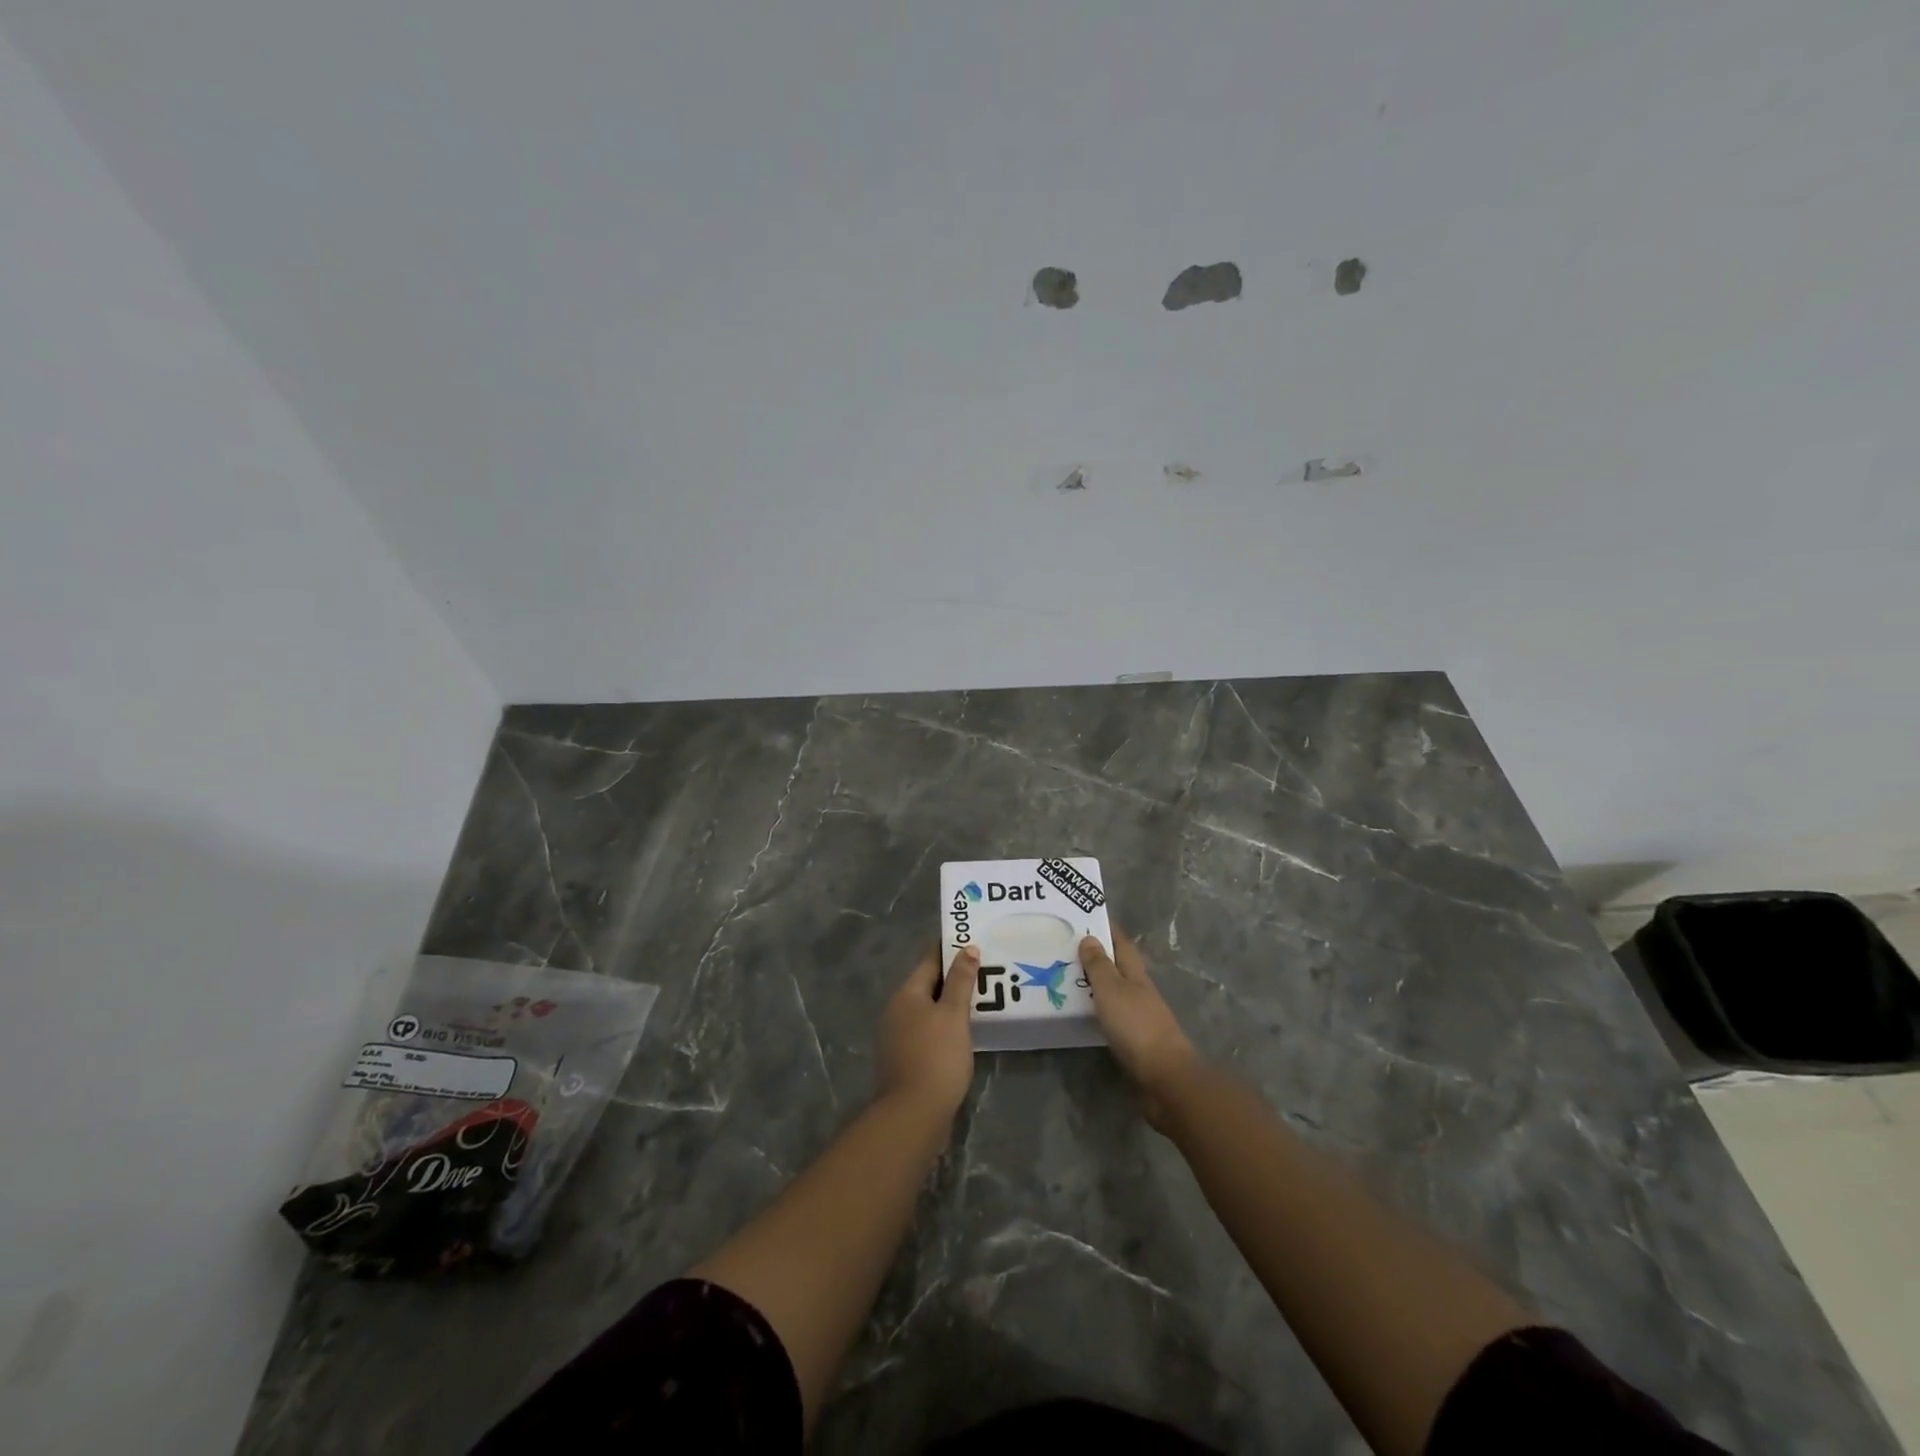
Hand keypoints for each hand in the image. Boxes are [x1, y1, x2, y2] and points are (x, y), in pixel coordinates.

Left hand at [875, 945, 978, 1119]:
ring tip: (978, 1000)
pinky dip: (944, 1027)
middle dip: (952, 978)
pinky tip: (963, 1033)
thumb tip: (967, 948)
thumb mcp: (954, 1015)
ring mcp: (897, 1037)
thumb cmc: (936, 1056)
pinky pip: (927, 1032)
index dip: (949, 949)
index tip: (970, 939)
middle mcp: (896, 1011)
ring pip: (927, 1011)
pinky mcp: (904, 1060)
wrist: (913, 1115)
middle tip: (982, 969)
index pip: (929, 961)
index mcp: (906, 994)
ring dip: (949, 1005)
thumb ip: (961, 981)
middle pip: (927, 986)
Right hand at [1080, 930, 1197, 1128]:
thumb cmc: (1136, 1026)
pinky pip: (1113, 1015)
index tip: (1089, 916)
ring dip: (1097, 983)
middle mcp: (1140, 991)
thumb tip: (1091, 937)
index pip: (1122, 944)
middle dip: (1099, 955)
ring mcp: (1140, 1017)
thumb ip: (1099, 965)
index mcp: (1135, 975)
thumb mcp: (1111, 990)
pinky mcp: (1136, 1041)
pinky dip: (1099, 1008)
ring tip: (1070, 978)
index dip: (1108, 929)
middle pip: (1120, 966)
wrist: (1164, 1076)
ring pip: (1116, 991)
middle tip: (1070, 948)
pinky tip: (1084, 1012)